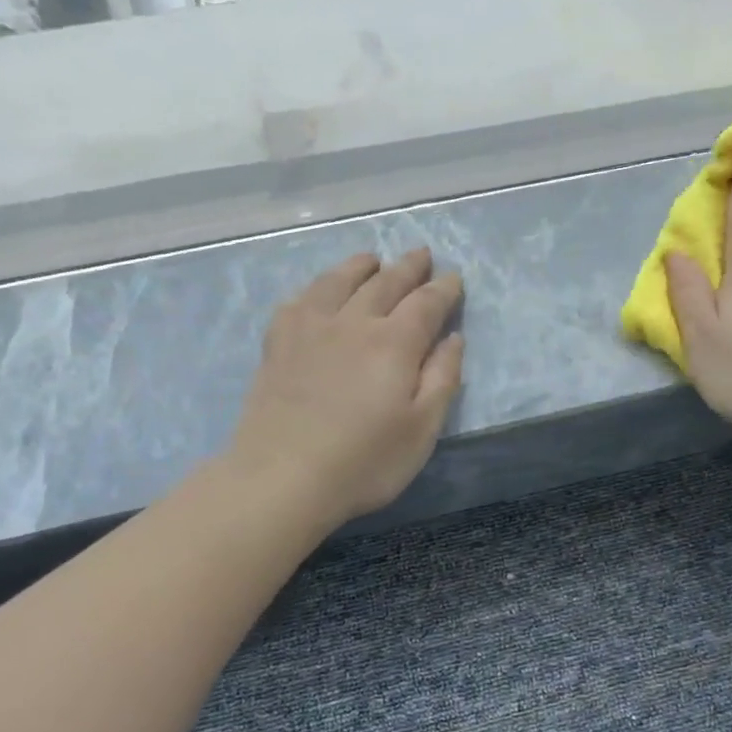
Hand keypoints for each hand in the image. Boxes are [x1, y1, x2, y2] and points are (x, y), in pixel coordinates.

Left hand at [228, 249, 464, 527]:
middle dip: (408, 267)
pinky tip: (318, 291)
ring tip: (372, 259)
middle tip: (421, 254)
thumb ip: (443, 378)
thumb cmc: (364, 461)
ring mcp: (310, 329)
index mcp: (394, 343)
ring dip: (360, 266)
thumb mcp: (422, 429)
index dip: (444, 288)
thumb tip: (453, 338)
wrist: (282, 478)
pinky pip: (299, 301)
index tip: (454, 277)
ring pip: (339, 281)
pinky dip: (315, 287)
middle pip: (385, 283)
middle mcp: (353, 323)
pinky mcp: (277, 343)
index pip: (426, 303)